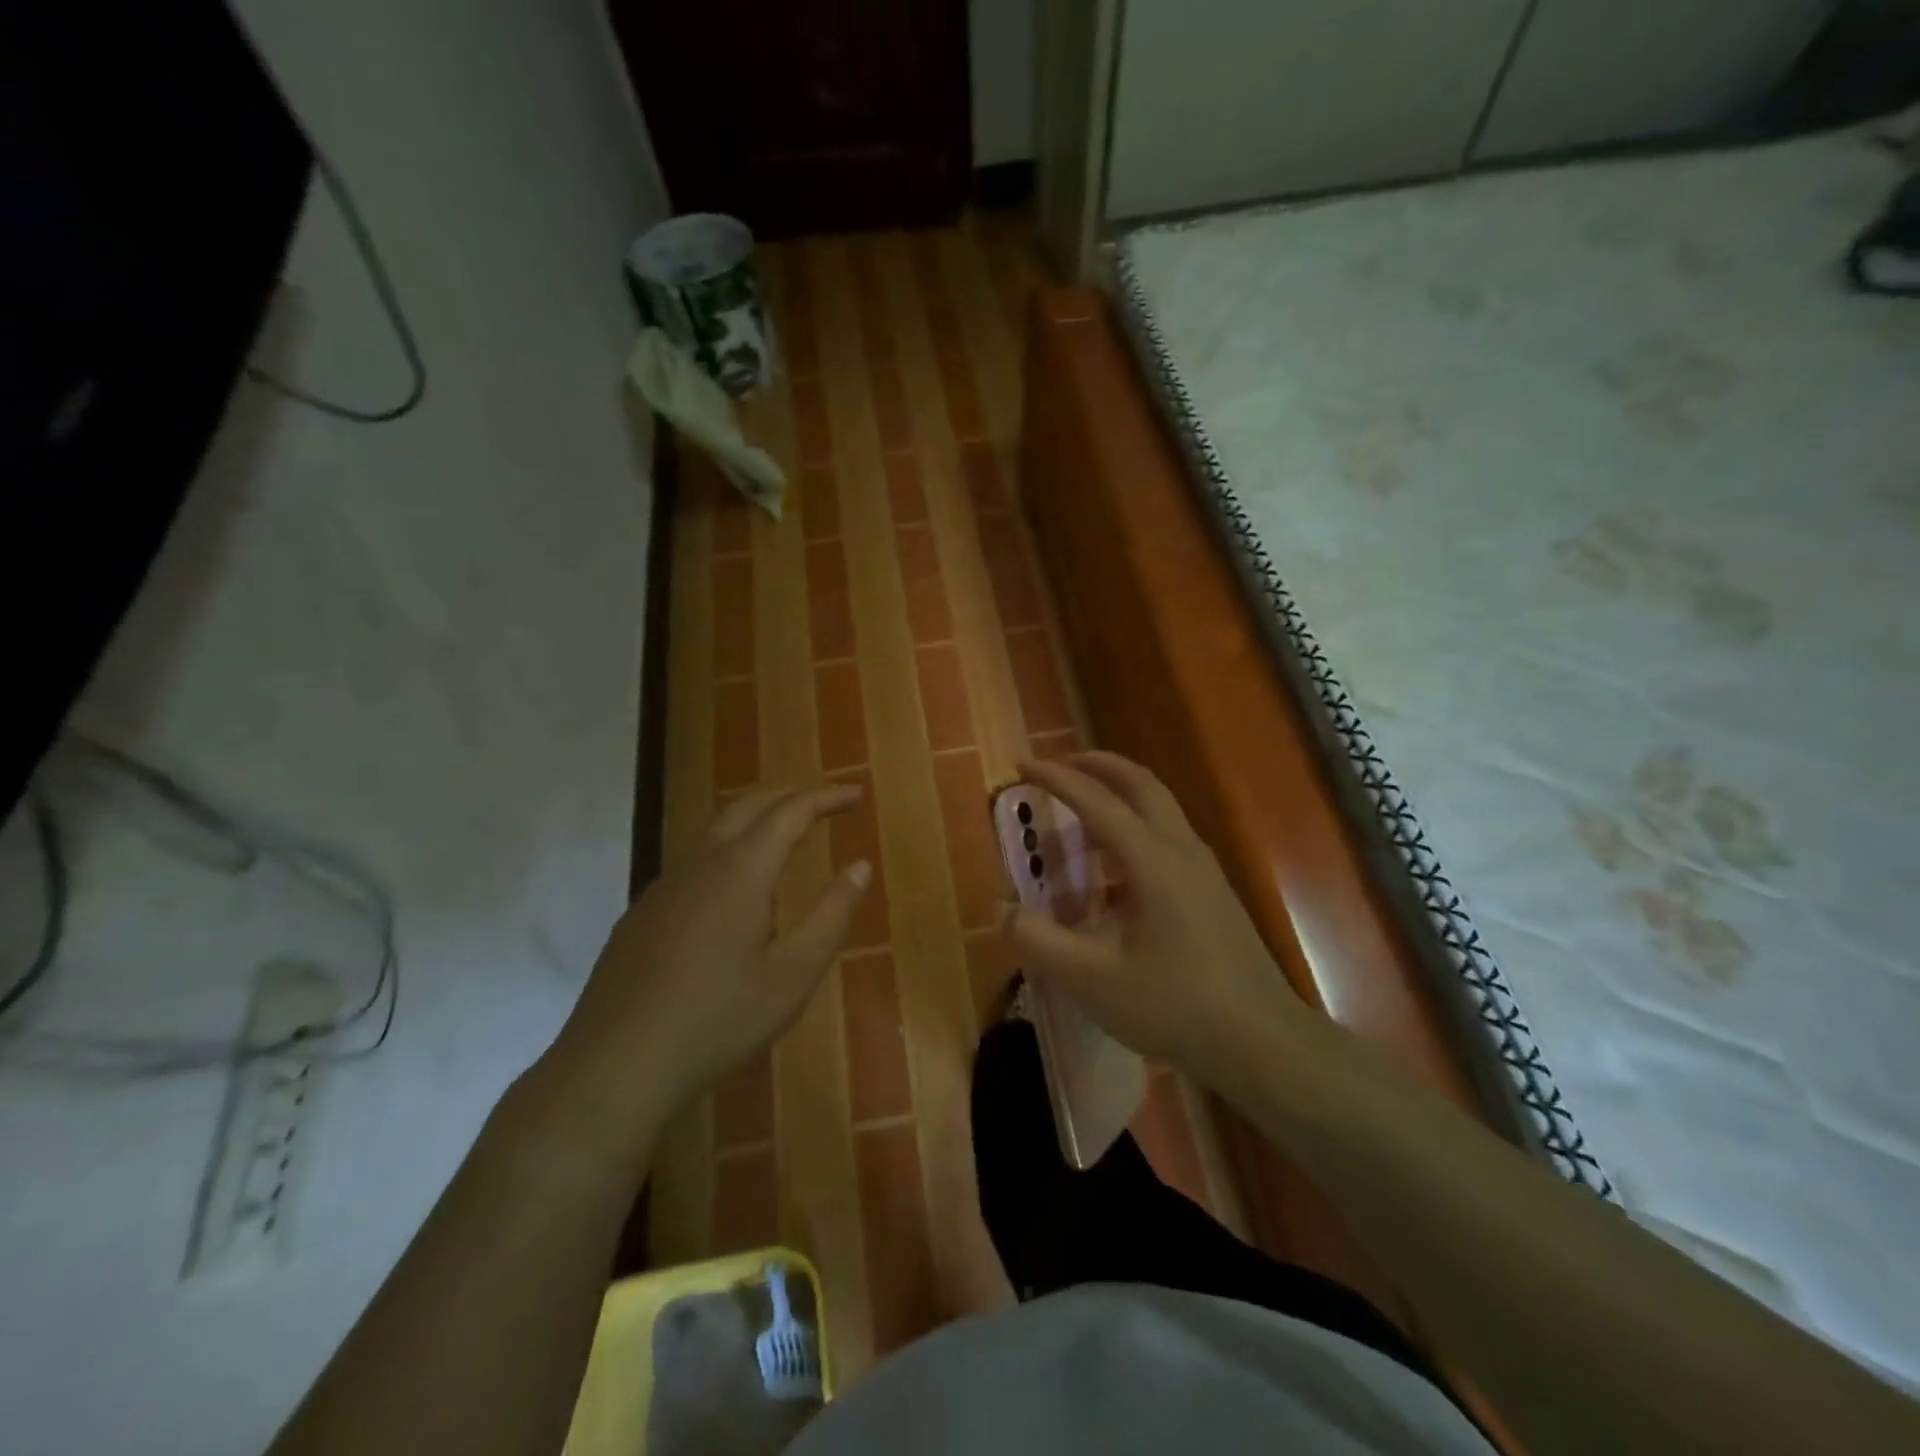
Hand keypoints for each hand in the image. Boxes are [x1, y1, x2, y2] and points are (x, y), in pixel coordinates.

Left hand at [545, 785, 870, 1145]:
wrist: (614, 1066)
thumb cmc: (717, 1020)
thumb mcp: (793, 975)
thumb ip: (831, 915)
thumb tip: (860, 866)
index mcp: (740, 871)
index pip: (790, 813)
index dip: (826, 798)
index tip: (856, 793)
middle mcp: (699, 865)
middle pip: (746, 808)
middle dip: (788, 796)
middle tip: (822, 803)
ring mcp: (663, 889)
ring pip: (714, 834)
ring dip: (754, 822)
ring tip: (783, 838)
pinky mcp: (641, 915)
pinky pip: (693, 865)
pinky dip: (727, 854)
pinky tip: (732, 894)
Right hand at [1005, 753, 1306, 1088]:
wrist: (1261, 1042)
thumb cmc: (1175, 1006)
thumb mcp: (1093, 980)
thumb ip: (1039, 941)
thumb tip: (1000, 909)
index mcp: (1153, 861)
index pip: (1096, 801)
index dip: (1055, 778)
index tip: (1021, 764)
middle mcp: (1182, 851)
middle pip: (1140, 785)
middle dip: (1098, 767)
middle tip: (1059, 767)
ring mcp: (1203, 870)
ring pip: (1157, 811)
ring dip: (1116, 801)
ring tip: (1075, 826)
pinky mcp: (1212, 892)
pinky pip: (1166, 841)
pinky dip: (1131, 835)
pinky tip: (1110, 879)